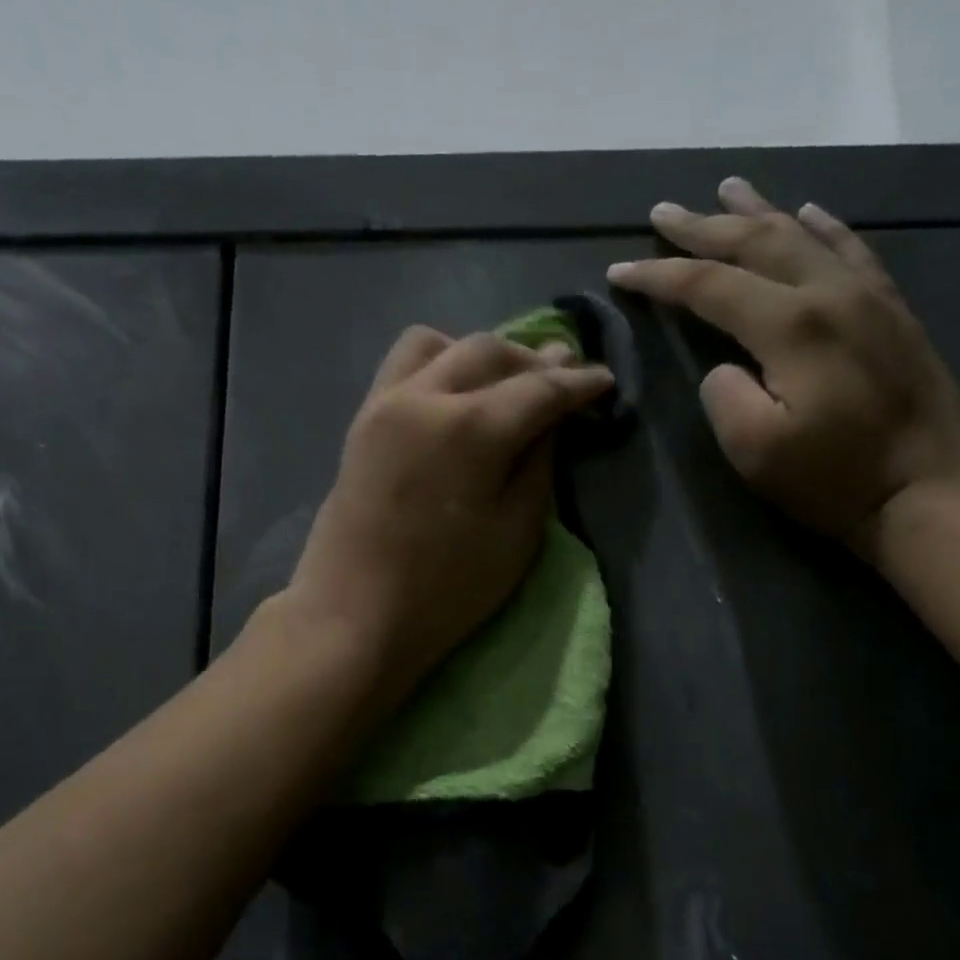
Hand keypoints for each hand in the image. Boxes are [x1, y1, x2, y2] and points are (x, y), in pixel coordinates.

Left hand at [283, 325, 613, 701]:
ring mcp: (385, 402)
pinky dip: (441, 362)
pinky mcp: (363, 419)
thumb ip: (539, 464)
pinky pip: (405, 364)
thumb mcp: (517, 534)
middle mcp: (425, 396)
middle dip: (535, 360)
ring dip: (483, 355)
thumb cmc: (447, 590)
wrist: (355, 616)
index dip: (579, 382)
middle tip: (564, 379)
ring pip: (442, 344)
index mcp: (470, 429)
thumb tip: (550, 418)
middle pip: (490, 351)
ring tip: (506, 385)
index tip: (605, 380)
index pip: (540, 388)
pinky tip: (457, 395)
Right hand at [607, 177, 959, 549]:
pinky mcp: (893, 310)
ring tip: (727, 189)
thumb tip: (726, 364)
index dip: (659, 276)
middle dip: (702, 227)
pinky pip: (853, 251)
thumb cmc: (833, 478)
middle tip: (663, 211)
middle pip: (755, 244)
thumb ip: (725, 395)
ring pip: (803, 236)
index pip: (710, 285)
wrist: (924, 491)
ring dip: (759, 212)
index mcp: (791, 326)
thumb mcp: (755, 451)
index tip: (620, 270)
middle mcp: (830, 293)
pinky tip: (807, 212)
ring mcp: (868, 296)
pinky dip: (824, 227)